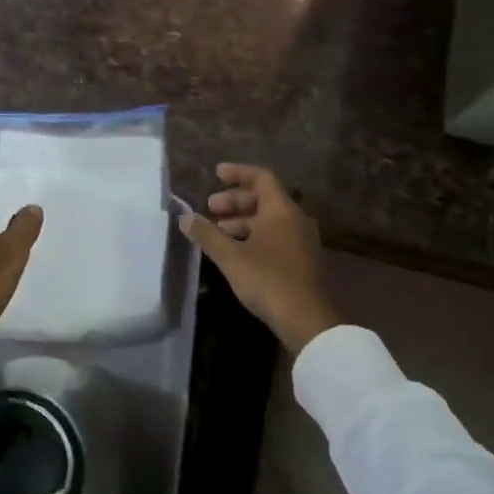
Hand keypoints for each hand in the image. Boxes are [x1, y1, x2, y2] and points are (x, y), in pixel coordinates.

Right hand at [181, 164, 337, 354]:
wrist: (308, 320)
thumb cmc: (268, 280)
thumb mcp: (231, 257)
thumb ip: (207, 235)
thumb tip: (185, 218)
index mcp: (281, 210)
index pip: (261, 177)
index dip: (237, 173)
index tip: (215, 174)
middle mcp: (296, 218)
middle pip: (264, 197)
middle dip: (235, 200)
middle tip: (210, 207)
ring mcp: (302, 239)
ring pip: (270, 218)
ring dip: (243, 220)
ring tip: (218, 230)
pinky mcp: (303, 259)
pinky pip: (277, 234)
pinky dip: (255, 234)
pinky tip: (237, 250)